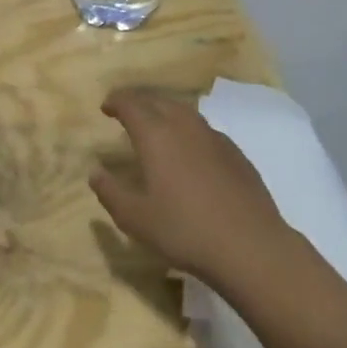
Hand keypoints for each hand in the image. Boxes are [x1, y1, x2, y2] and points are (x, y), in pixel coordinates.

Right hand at [90, 87, 287, 287]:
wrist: (250, 247)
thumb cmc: (184, 230)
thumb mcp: (134, 218)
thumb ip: (110, 192)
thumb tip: (95, 172)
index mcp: (156, 135)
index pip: (131, 104)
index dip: (116, 101)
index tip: (106, 107)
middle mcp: (185, 126)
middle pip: (158, 100)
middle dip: (139, 100)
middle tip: (127, 109)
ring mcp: (214, 138)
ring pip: (184, 111)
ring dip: (165, 110)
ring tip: (156, 124)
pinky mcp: (236, 154)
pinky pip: (204, 130)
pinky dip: (188, 129)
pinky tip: (190, 150)